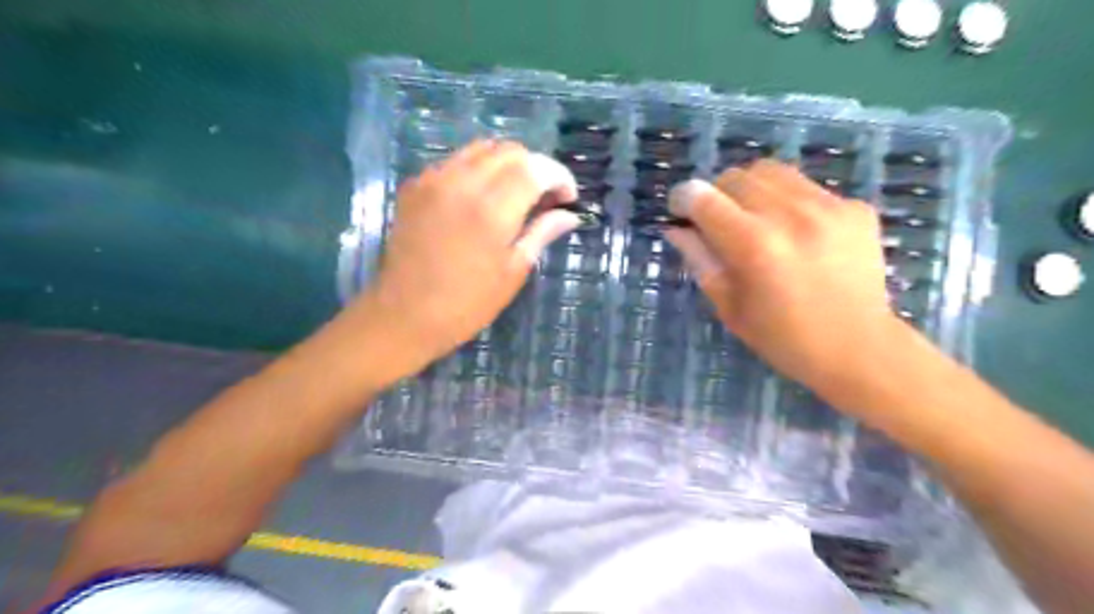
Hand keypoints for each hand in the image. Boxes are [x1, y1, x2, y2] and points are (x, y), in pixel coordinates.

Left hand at [358, 139, 581, 360]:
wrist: (403, 315)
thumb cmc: (466, 304)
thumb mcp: (512, 272)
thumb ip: (541, 233)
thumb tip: (569, 215)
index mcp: (491, 209)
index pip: (535, 168)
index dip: (559, 176)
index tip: (568, 198)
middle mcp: (462, 183)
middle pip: (510, 151)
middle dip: (536, 167)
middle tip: (545, 198)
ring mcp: (433, 180)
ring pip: (481, 149)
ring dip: (507, 164)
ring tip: (516, 194)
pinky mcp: (415, 186)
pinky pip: (455, 161)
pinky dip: (478, 170)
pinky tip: (481, 198)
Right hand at [661, 161, 901, 389]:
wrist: (859, 349)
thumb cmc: (783, 338)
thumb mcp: (728, 306)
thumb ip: (699, 260)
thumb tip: (676, 229)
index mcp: (753, 244)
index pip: (702, 196)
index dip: (683, 199)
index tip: (681, 213)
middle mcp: (790, 214)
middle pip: (735, 176)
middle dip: (716, 195)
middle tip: (720, 224)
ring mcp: (828, 206)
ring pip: (771, 171)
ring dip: (752, 191)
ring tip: (758, 221)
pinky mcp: (855, 207)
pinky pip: (807, 187)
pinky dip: (789, 202)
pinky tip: (798, 234)